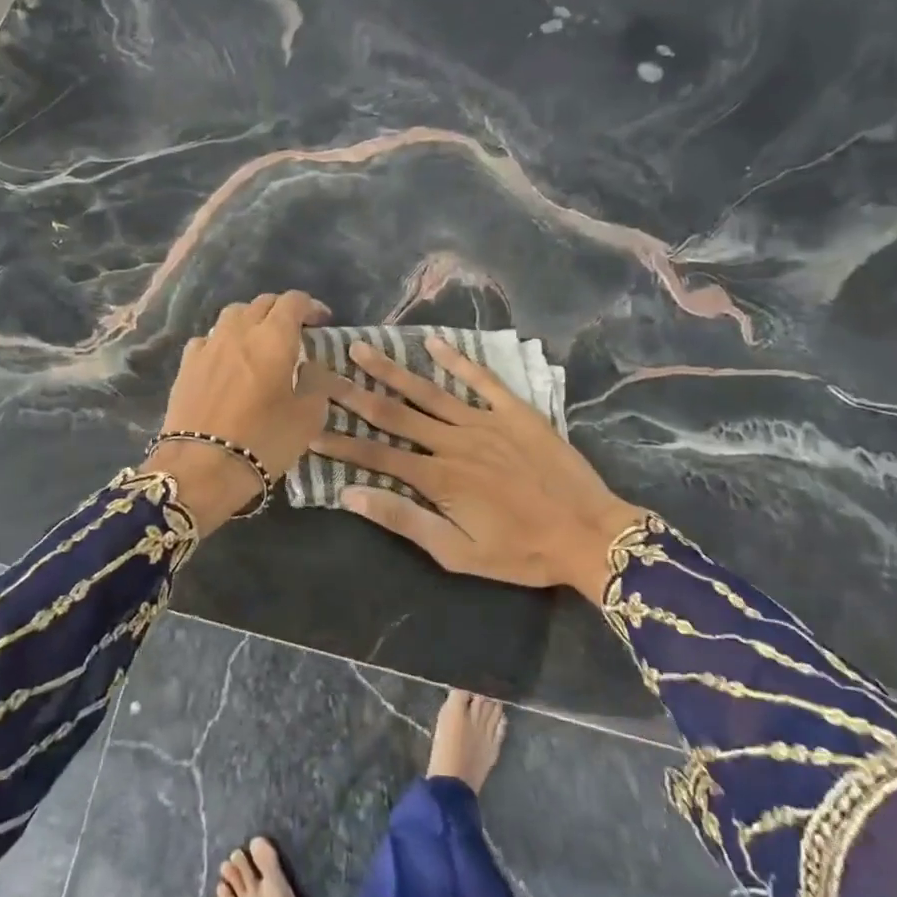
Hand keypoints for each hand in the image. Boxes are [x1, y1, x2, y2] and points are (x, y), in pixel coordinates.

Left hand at [151, 291, 331, 531]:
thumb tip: (309, 367)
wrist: (201, 467)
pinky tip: (227, 360)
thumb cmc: (263, 441)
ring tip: (260, 342)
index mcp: (274, 338)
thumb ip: (316, 384)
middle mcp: (240, 331)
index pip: (294, 301)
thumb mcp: (308, 418)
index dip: (311, 306)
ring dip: (252, 320)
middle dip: (282, 311)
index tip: (322, 321)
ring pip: (233, 314)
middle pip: (262, 303)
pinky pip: (210, 338)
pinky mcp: (186, 364)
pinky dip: (224, 341)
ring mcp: (209, 345)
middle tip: (295, 332)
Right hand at [312, 336, 639, 596]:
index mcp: (437, 477)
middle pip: (394, 413)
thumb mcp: (458, 553)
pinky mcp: (514, 411)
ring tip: (362, 348)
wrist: (589, 533)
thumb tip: (350, 495)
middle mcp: (453, 441)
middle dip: (353, 393)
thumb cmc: (520, 552)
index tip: (308, 427)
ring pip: (428, 391)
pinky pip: (480, 379)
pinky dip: (456, 359)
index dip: (340, 443)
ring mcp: (484, 421)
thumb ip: (404, 521)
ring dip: (392, 370)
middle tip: (322, 370)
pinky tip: (432, 342)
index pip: (376, 455)